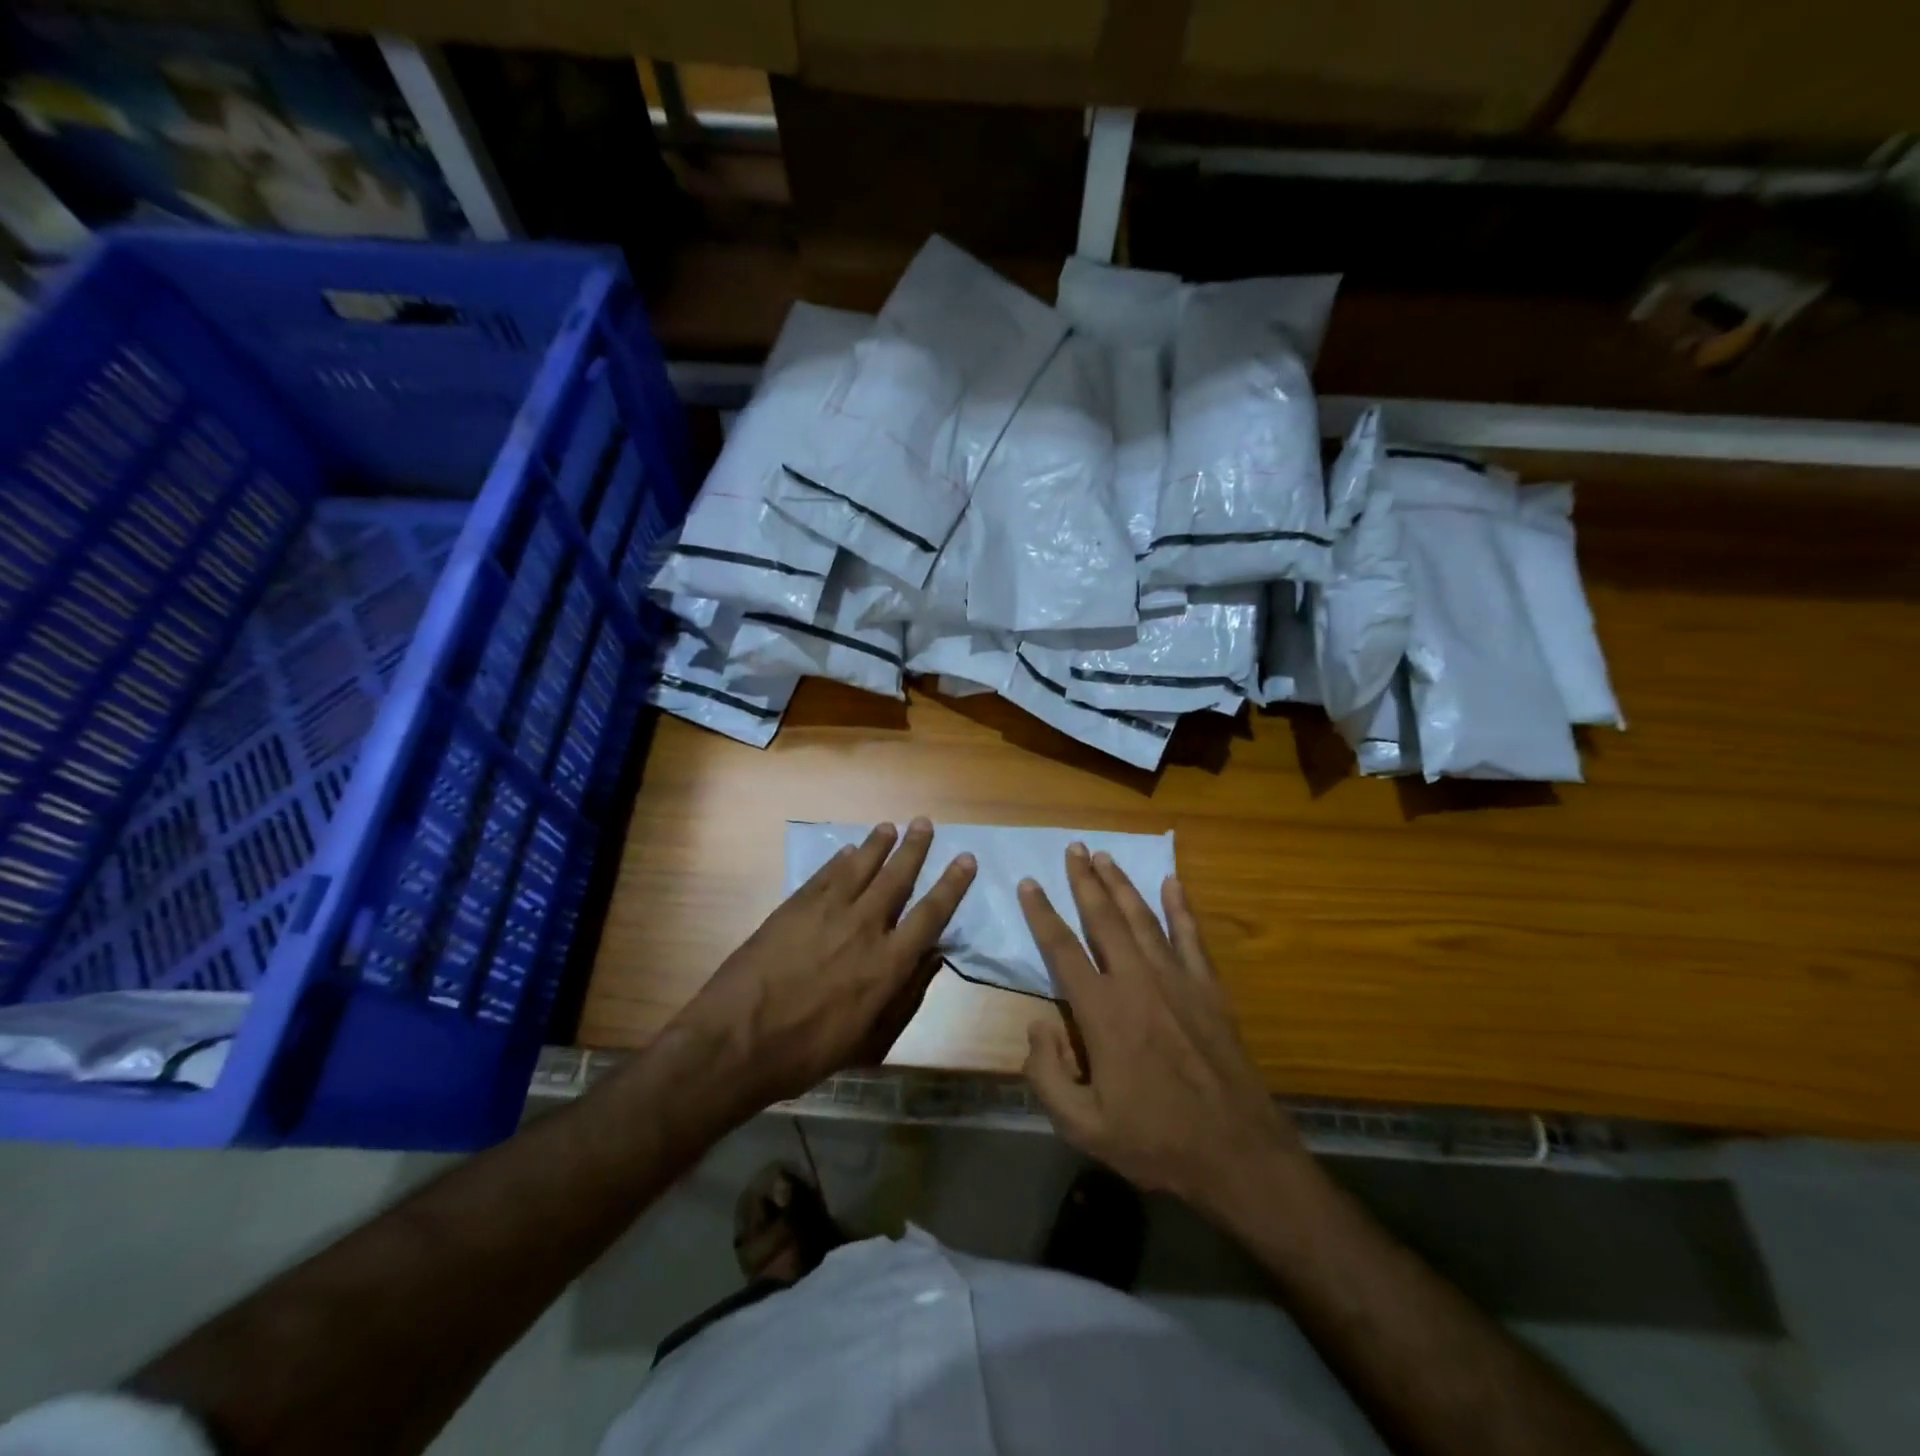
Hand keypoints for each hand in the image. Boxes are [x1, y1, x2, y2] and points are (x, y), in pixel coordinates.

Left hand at [672, 818, 976, 1107]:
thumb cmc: (809, 1052)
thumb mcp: (869, 1040)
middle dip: (914, 848)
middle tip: (924, 823)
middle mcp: (864, 927)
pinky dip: (838, 860)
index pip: (931, 914)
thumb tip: (933, 957)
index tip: (965, 859)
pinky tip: (846, 851)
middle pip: (897, 878)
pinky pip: (824, 875)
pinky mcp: (794, 907)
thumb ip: (906, 995)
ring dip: (877, 845)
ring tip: (890, 827)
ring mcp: (827, 912)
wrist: (737, 1041)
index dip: (952, 885)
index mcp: (888, 964)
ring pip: (860, 867)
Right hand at [1019, 844, 1303, 1216]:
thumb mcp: (1083, 1127)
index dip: (1042, 913)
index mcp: (1102, 1012)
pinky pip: (1192, 936)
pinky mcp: (1210, 989)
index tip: (1029, 883)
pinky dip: (1181, 907)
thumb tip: (1037, 1026)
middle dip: (1085, 880)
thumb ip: (1047, 1075)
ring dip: (1122, 884)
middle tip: (1073, 848)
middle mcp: (1137, 982)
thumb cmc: (1156, 1141)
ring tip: (1105, 856)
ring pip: (1143, 918)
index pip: (1062, 949)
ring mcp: (1178, 980)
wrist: (1238, 1154)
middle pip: (1104, 918)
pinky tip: (1172, 882)